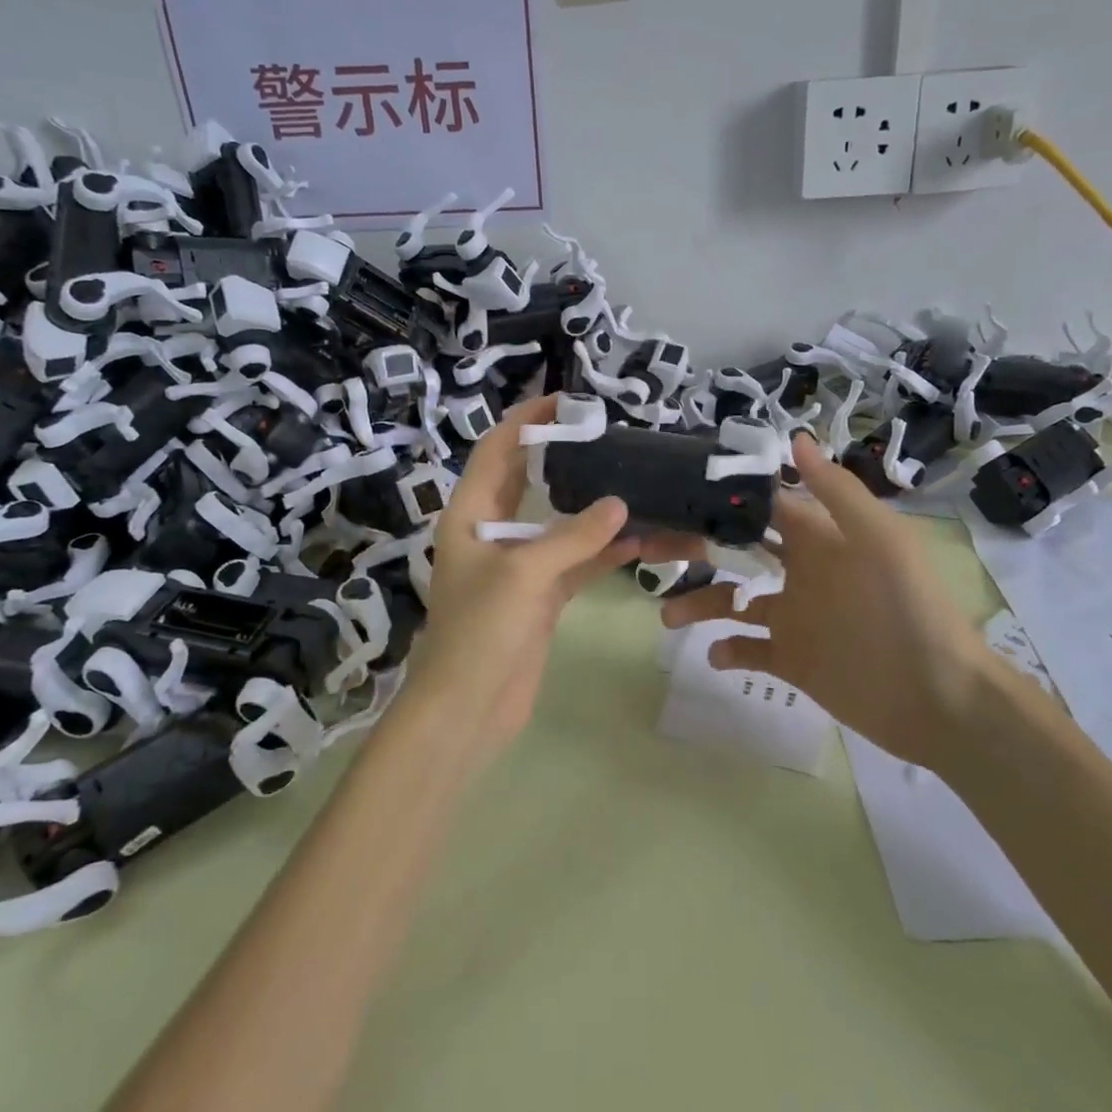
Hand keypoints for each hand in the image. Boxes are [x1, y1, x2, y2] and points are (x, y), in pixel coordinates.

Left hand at [398, 394, 638, 763]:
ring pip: (561, 523)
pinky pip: (577, 562)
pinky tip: (643, 539)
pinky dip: (605, 551)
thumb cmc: (480, 633)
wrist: (468, 711)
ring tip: (637, 482)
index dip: (525, 421)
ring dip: (596, 509)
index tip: (564, 400)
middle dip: (565, 457)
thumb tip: (621, 504)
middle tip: (609, 436)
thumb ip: (572, 537)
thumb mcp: (523, 576)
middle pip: (530, 481)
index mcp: (470, 516)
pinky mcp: (541, 596)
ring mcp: (519, 566)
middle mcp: (493, 534)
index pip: (496, 451)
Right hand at [660, 432, 1003, 767]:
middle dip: (696, 548)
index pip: (763, 507)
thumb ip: (836, 491)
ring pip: (733, 601)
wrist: (938, 698)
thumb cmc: (906, 609)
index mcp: (818, 539)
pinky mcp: (793, 660)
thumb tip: (794, 437)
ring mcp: (793, 618)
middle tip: (649, 551)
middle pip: (736, 551)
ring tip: (668, 616)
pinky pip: (749, 650)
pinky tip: (714, 652)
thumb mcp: (879, 540)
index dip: (724, 497)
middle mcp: (800, 573)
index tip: (676, 490)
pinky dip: (728, 650)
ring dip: (699, 603)